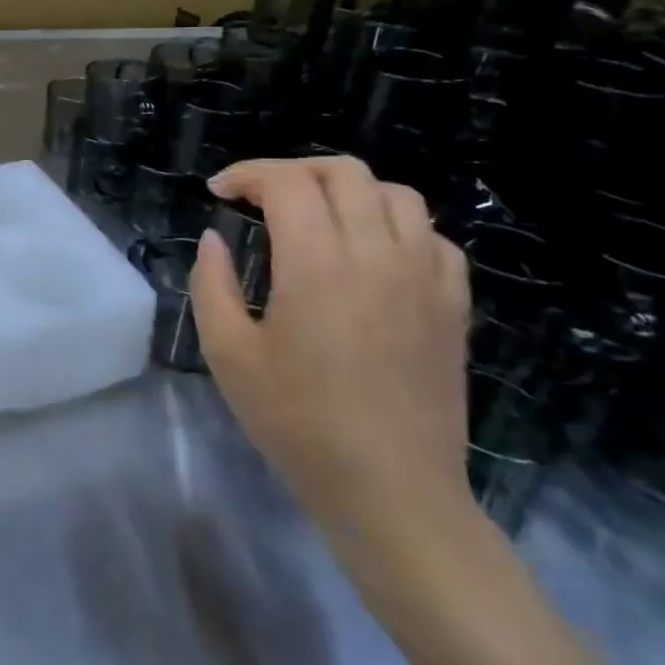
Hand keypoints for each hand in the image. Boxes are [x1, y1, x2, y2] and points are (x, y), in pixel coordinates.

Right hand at [191, 157, 473, 536]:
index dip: (246, 174)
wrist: (392, 493)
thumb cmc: (298, 424)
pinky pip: (432, 237)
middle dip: (293, 171)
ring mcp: (425, 278)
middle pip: (343, 171)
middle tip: (261, 198)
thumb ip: (211, 284)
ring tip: (317, 217)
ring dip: (347, 191)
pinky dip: (395, 225)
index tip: (219, 193)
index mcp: (317, 265)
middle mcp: (378, 255)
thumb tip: (214, 239)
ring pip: (395, 194)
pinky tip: (371, 253)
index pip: (287, 183)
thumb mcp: (228, 354)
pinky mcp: (453, 305)